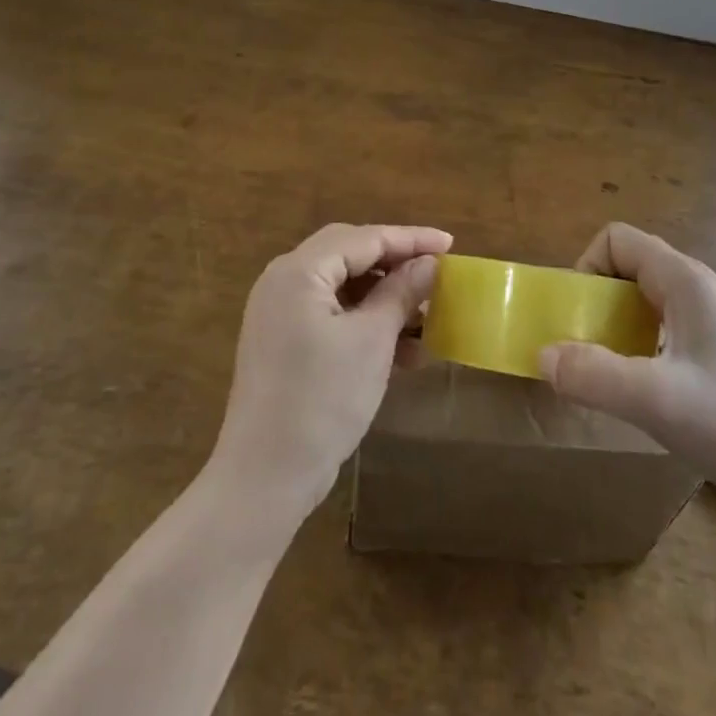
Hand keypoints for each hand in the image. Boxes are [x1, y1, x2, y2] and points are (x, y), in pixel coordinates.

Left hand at [209, 223, 451, 524]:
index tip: (450, 245)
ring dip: (384, 298)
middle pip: (350, 254)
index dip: (411, 239)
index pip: (364, 238)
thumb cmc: (322, 400)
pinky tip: (401, 350)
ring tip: (426, 318)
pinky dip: (365, 323)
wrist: (265, 477)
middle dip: (396, 263)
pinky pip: (331, 315)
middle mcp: (283, 281)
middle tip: (435, 272)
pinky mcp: (283, 342)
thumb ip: (401, 293)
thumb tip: (430, 263)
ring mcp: (279, 313)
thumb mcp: (372, 341)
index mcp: (299, 271)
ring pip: (342, 287)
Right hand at [538, 223, 715, 510]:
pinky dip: (634, 345)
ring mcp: (706, 318)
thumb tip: (543, 355)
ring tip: (607, 371)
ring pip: (640, 299)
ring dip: (612, 326)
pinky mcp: (711, 348)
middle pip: (625, 267)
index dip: (587, 267)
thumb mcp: (655, 400)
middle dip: (594, 301)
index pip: (617, 239)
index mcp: (684, 280)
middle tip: (585, 348)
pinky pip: (656, 326)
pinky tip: (639, 388)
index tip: (578, 317)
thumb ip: (594, 375)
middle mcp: (695, 288)